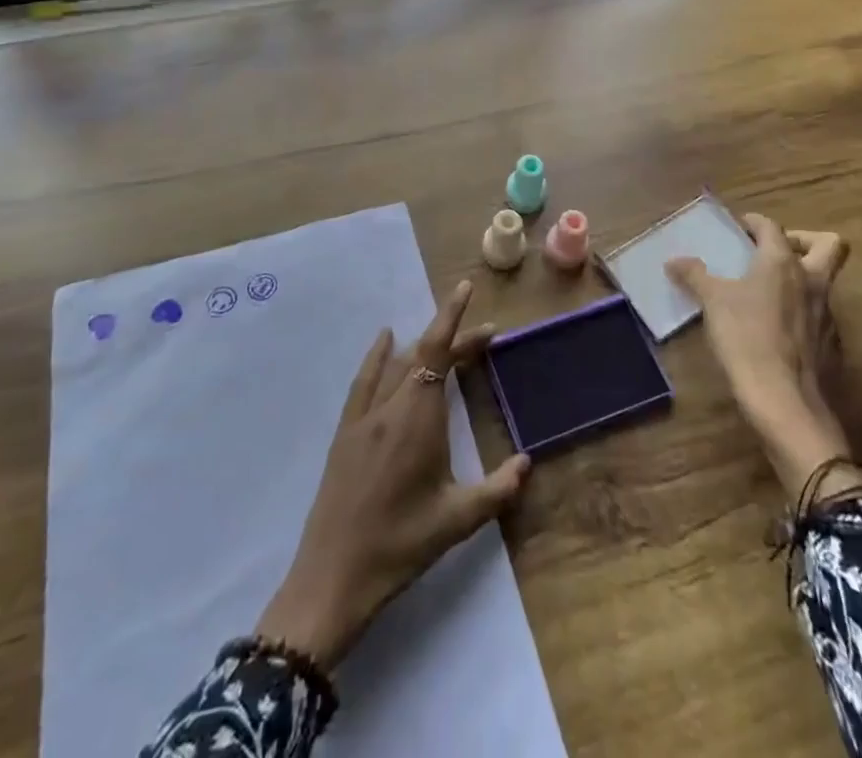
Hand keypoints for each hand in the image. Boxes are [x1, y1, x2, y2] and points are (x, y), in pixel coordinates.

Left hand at [256, 280, 531, 669]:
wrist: (334, 574)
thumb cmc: (401, 545)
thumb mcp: (457, 520)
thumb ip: (498, 489)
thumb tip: (527, 463)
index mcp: (419, 418)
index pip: (438, 351)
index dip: (453, 316)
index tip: (465, 287)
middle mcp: (392, 405)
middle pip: (424, 355)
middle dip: (455, 340)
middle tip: (486, 337)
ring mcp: (365, 415)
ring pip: (398, 364)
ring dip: (424, 347)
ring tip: (448, 340)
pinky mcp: (346, 429)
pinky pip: (365, 379)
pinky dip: (378, 355)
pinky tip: (386, 340)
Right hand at [667, 218, 856, 503]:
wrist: (785, 403)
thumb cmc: (747, 339)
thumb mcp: (712, 303)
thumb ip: (695, 276)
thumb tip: (675, 260)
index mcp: (782, 263)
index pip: (773, 227)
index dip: (755, 223)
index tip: (739, 227)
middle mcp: (812, 281)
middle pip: (830, 245)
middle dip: (805, 240)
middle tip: (774, 251)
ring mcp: (827, 314)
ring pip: (824, 282)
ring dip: (801, 279)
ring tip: (766, 293)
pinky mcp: (831, 345)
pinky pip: (819, 316)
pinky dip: (801, 313)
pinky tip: (775, 330)